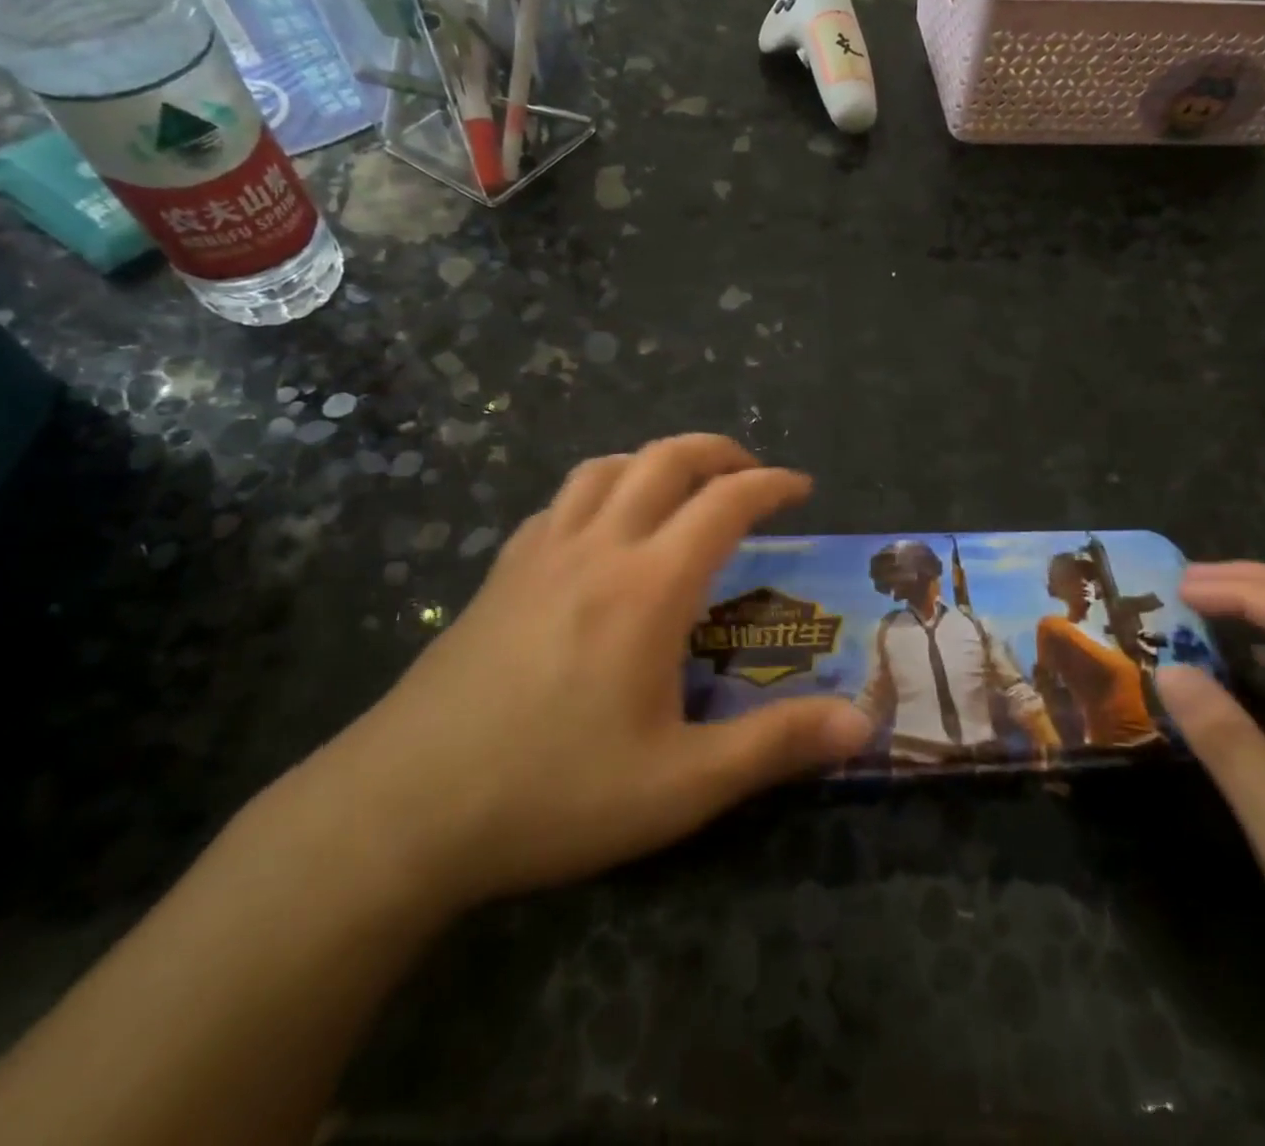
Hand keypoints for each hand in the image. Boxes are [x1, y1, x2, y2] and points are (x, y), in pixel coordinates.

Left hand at [311, 435, 872, 911]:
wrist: (400, 812)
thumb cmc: (552, 794)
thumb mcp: (681, 786)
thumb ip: (776, 746)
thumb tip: (863, 725)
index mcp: (648, 586)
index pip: (724, 503)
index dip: (771, 485)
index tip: (802, 489)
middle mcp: (596, 548)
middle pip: (664, 459)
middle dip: (719, 452)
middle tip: (752, 475)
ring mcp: (539, 554)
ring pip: (605, 468)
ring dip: (655, 461)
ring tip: (682, 490)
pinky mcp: (499, 574)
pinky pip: (559, 502)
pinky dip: (600, 491)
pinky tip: (601, 532)